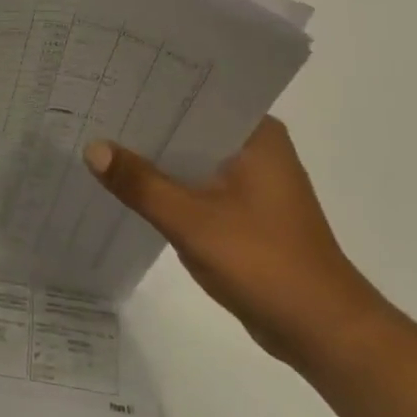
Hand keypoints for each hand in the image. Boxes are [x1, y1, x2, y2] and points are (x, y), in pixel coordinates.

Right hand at [84, 116, 387, 367]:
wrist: (325, 335)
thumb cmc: (266, 265)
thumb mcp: (192, 222)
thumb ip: (140, 183)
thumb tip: (91, 147)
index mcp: (255, 134)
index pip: (194, 94)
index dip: (149, 89)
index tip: (106, 82)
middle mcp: (254, 148)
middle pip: (188, 125)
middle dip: (144, 123)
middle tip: (91, 108)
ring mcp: (250, 181)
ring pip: (189, 156)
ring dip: (153, 156)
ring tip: (96, 138)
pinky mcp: (243, 211)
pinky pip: (195, 184)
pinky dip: (166, 184)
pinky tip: (126, 184)